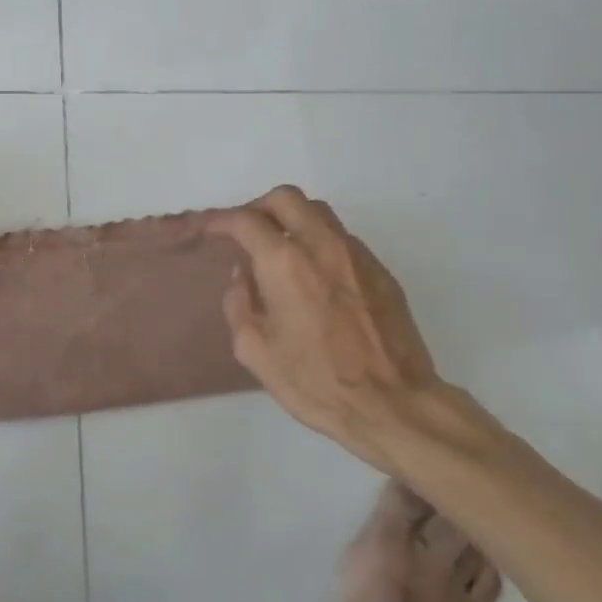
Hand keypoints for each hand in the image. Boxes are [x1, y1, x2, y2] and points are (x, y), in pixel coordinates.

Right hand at [209, 186, 450, 469]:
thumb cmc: (315, 381)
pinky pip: (342, 238)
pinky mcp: (380, 271)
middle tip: (245, 231)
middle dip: (258, 207)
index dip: (220, 221)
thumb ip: (239, 304)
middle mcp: (321, 245)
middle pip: (286, 198)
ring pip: (318, 212)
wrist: (392, 404)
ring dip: (292, 219)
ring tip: (279, 248)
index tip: (208, 230)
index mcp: (284, 263)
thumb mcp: (255, 350)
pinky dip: (319, 242)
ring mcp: (356, 255)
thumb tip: (242, 276)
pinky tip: (314, 275)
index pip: (245, 221)